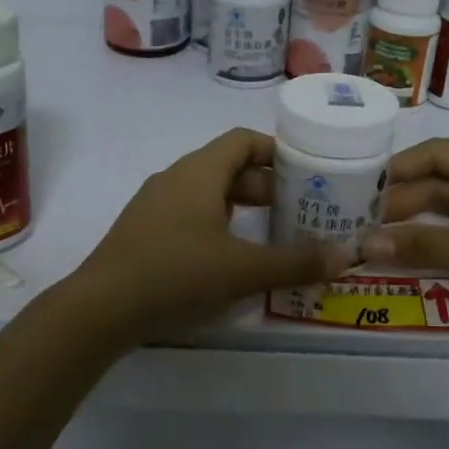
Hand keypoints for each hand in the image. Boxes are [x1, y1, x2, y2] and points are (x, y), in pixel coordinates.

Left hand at [63, 128, 353, 341]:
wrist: (101, 308)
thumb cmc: (176, 274)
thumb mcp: (242, 269)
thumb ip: (296, 262)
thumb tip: (347, 257)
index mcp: (199, 172)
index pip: (244, 140)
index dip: (278, 151)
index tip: (308, 172)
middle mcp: (176, 179)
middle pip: (230, 168)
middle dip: (267, 187)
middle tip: (301, 210)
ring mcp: (155, 205)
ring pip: (209, 194)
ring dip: (243, 208)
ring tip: (274, 234)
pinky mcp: (145, 232)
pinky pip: (191, 215)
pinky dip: (219, 225)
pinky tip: (232, 257)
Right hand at [362, 138, 448, 330]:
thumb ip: (424, 248)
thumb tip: (364, 246)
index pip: (434, 154)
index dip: (394, 171)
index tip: (356, 190)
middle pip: (442, 178)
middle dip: (403, 200)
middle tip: (361, 224)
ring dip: (420, 218)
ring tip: (379, 237)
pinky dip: (444, 232)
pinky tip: (417, 247)